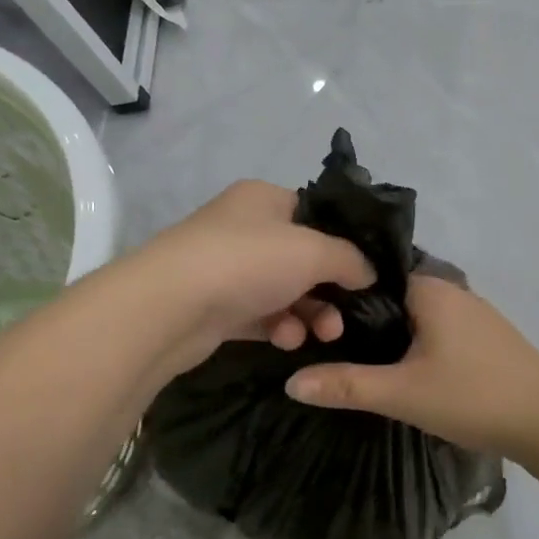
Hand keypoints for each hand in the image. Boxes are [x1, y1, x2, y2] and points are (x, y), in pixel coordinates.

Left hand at [136, 181, 375, 373]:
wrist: (169, 308)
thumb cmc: (247, 262)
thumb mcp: (313, 251)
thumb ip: (351, 259)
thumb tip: (369, 272)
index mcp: (264, 199)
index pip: (316, 214)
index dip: (344, 243)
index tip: (367, 273)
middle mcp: (245, 228)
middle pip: (304, 258)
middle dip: (330, 290)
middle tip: (346, 317)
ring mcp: (228, 268)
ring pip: (285, 291)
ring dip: (309, 314)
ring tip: (320, 334)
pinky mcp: (217, 306)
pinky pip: (262, 315)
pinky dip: (280, 327)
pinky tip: (285, 339)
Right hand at [285, 274, 538, 454]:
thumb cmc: (472, 395)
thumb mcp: (402, 393)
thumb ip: (346, 385)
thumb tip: (291, 382)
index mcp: (430, 288)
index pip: (372, 275)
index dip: (340, 294)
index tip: (311, 316)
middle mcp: (452, 290)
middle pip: (392, 296)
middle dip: (362, 318)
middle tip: (325, 343)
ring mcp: (473, 313)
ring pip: (416, 316)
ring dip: (391, 335)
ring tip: (355, 359)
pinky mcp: (486, 338)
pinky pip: (437, 331)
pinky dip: (416, 344)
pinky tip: (404, 370)